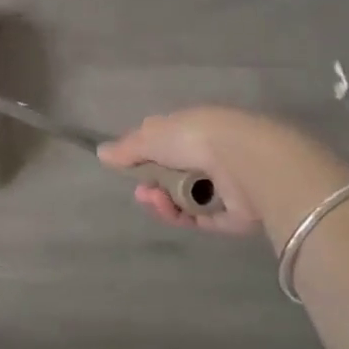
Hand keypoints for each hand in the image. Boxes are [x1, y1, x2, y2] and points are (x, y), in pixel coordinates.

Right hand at [98, 107, 348, 248]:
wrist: (247, 161)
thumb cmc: (195, 139)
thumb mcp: (151, 137)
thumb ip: (126, 148)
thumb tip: (101, 153)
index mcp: (193, 129)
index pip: (164, 141)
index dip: (143, 155)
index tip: (127, 167)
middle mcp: (209, 155)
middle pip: (172, 174)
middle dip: (151, 183)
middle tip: (143, 191)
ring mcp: (224, 186)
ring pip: (184, 199)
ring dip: (163, 201)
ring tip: (156, 200)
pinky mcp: (235, 215)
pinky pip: (201, 219)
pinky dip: (182, 217)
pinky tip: (172, 211)